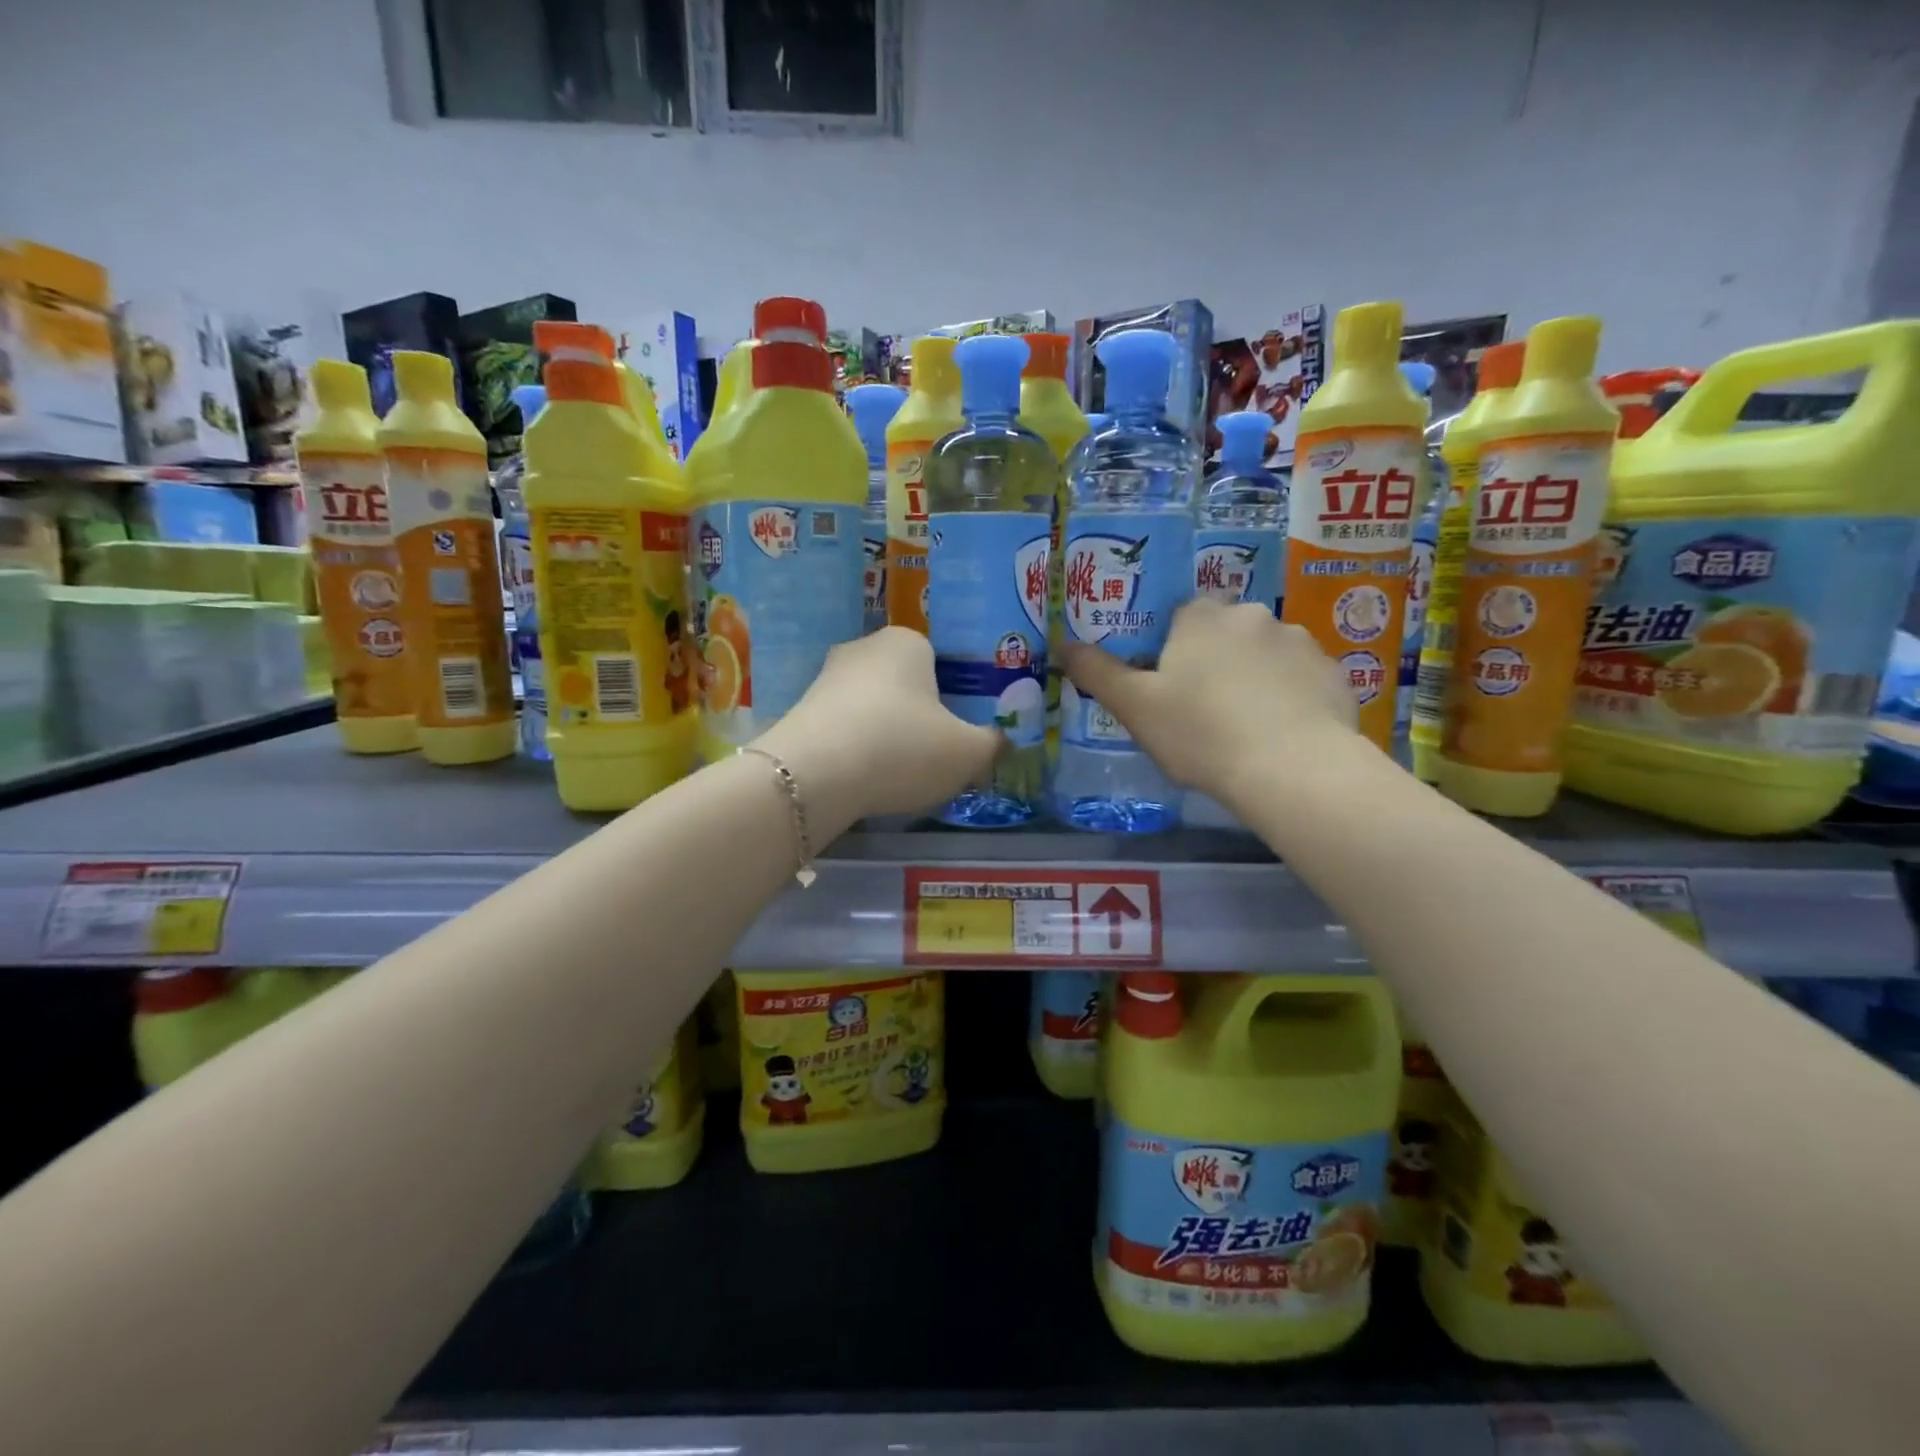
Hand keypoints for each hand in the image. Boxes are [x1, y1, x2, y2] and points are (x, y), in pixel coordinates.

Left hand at [753, 627, 1000, 825]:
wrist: (813, 776)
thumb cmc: (902, 748)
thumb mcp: (968, 753)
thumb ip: (993, 744)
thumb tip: (1000, 741)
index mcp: (908, 641)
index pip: (943, 662)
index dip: (957, 699)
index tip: (961, 734)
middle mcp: (864, 647)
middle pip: (907, 684)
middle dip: (921, 716)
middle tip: (936, 755)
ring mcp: (826, 677)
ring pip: (874, 706)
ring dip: (888, 734)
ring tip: (900, 774)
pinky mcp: (802, 710)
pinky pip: (846, 727)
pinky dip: (859, 748)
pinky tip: (865, 777)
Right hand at [1060, 600, 1358, 806]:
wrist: (1292, 768)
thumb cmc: (1200, 733)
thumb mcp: (1135, 707)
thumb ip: (1097, 673)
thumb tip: (1062, 643)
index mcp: (1201, 617)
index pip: (1179, 617)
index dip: (1170, 651)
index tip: (1168, 687)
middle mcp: (1252, 615)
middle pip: (1223, 632)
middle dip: (1213, 661)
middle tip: (1203, 710)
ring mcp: (1299, 641)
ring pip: (1263, 654)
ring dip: (1252, 676)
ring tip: (1245, 725)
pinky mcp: (1333, 672)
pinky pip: (1299, 678)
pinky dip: (1288, 695)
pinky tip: (1280, 732)